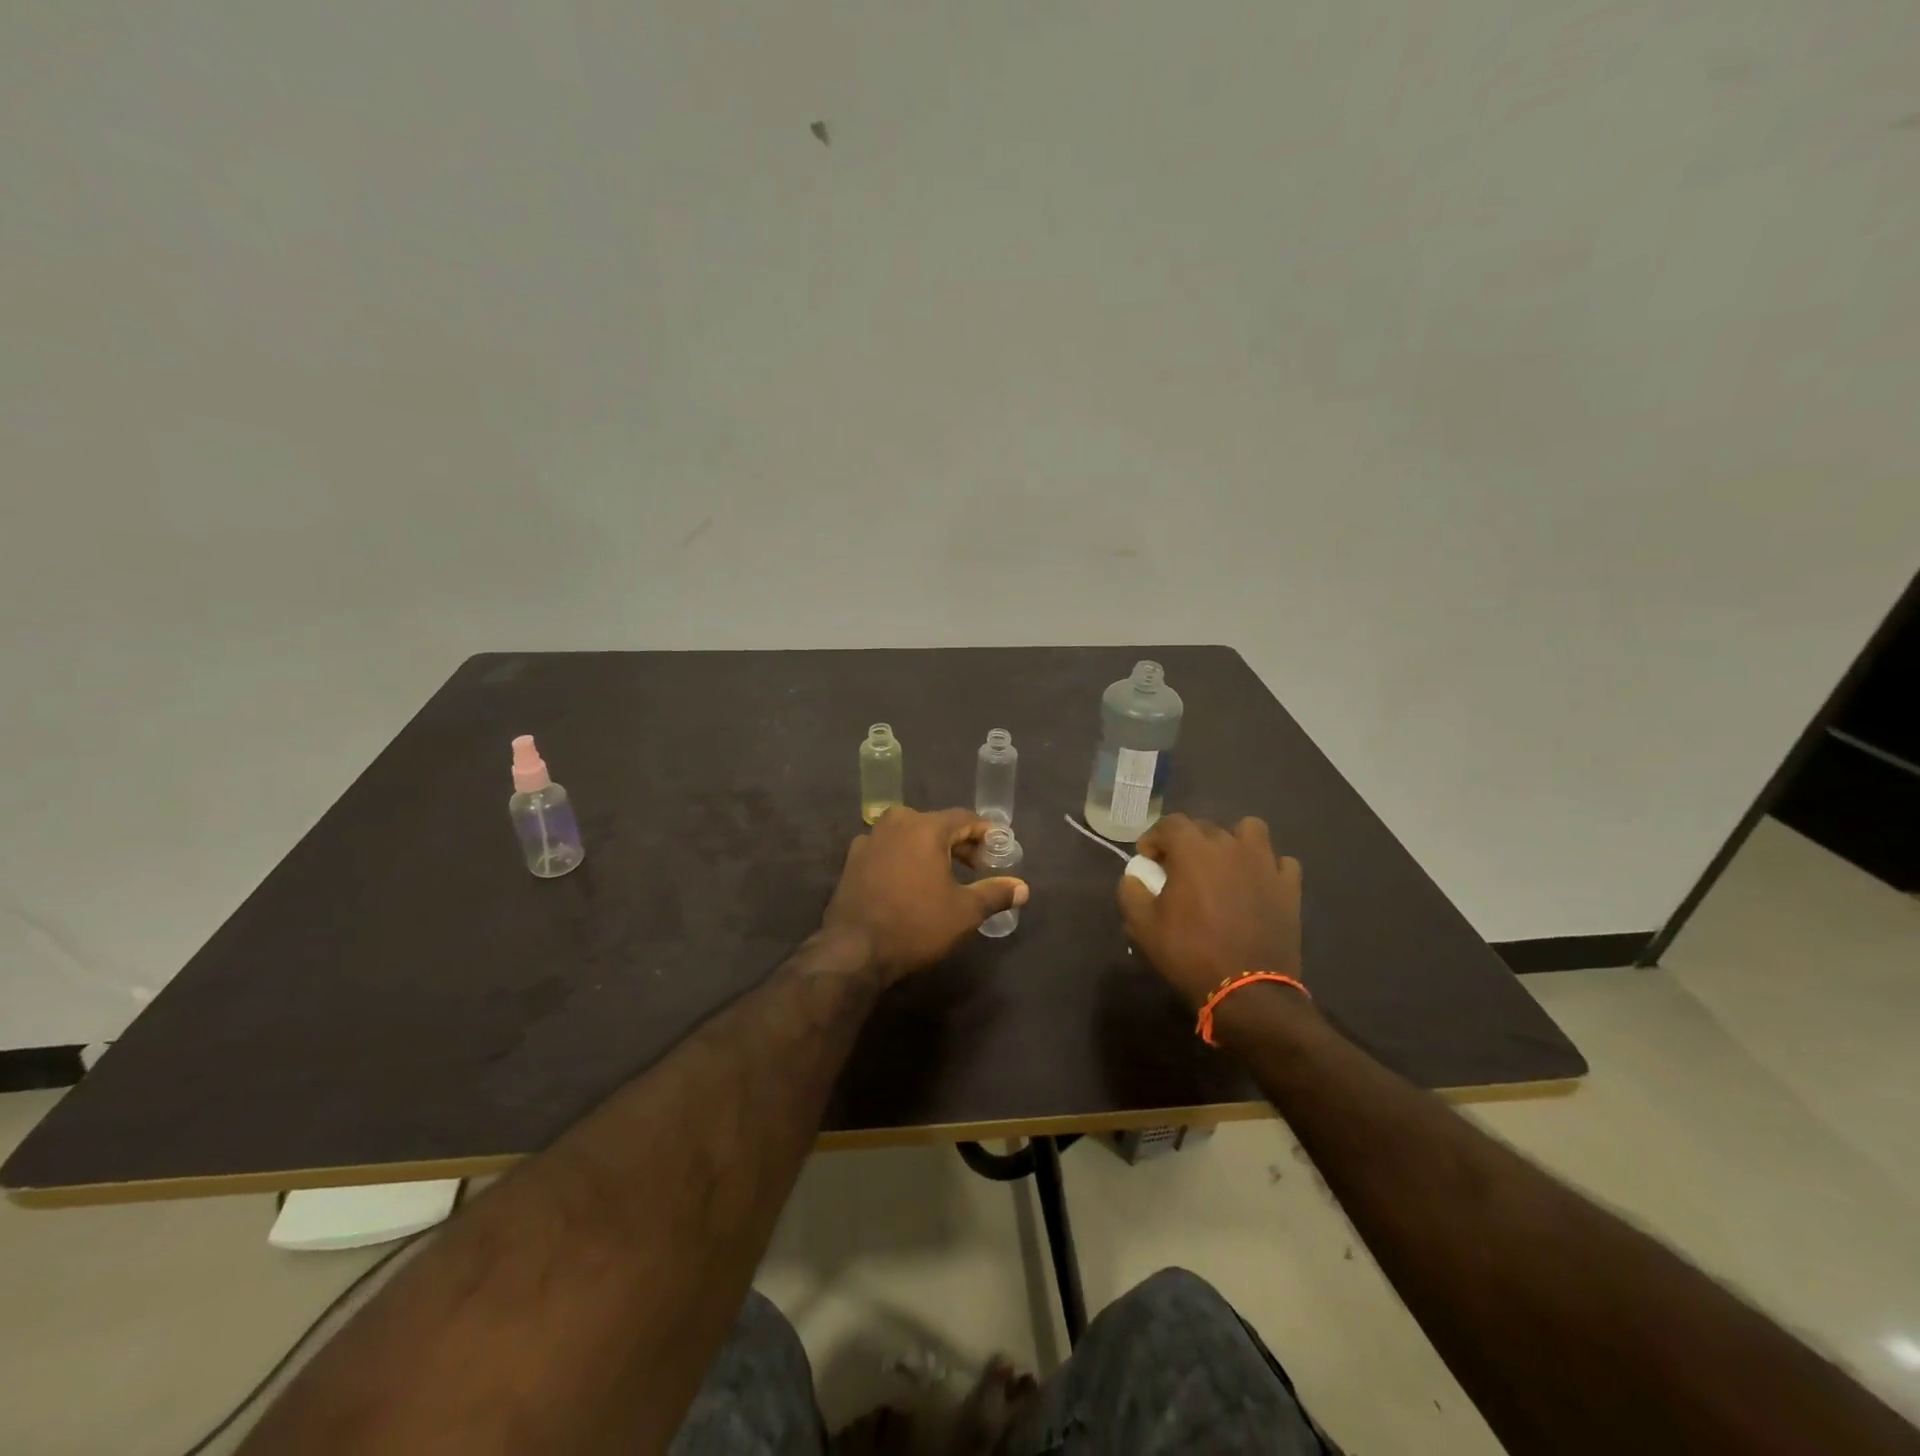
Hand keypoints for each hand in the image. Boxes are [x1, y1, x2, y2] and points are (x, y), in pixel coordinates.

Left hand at [822, 808, 1028, 983]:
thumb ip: (995, 893)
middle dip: (960, 845)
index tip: (999, 852)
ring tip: (946, 878)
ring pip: (911, 837)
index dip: (986, 834)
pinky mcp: (853, 860)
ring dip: (931, 852)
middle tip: (978, 869)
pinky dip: (906, 860)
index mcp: (925, 826)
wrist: (853, 950)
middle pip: (937, 825)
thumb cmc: (916, 925)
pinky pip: (889, 850)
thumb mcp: (964, 912)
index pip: (966, 819)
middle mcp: (895, 823)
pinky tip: (912, 885)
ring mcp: (869, 839)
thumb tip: (1023, 888)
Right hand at [1117, 814, 1302, 1009]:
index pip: (1170, 823)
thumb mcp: (1142, 926)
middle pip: (1206, 827)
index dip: (1154, 837)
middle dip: (1187, 842)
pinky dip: (1267, 868)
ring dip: (1233, 842)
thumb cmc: (1189, 953)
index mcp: (1193, 850)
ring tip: (1223, 866)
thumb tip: (1134, 877)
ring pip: (1250, 831)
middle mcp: (1231, 846)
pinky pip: (1280, 862)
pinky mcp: (1289, 888)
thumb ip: (1131, 892)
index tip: (1147, 859)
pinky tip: (1256, 885)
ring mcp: (1265, 864)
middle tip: (1179, 869)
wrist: (1247, 991)